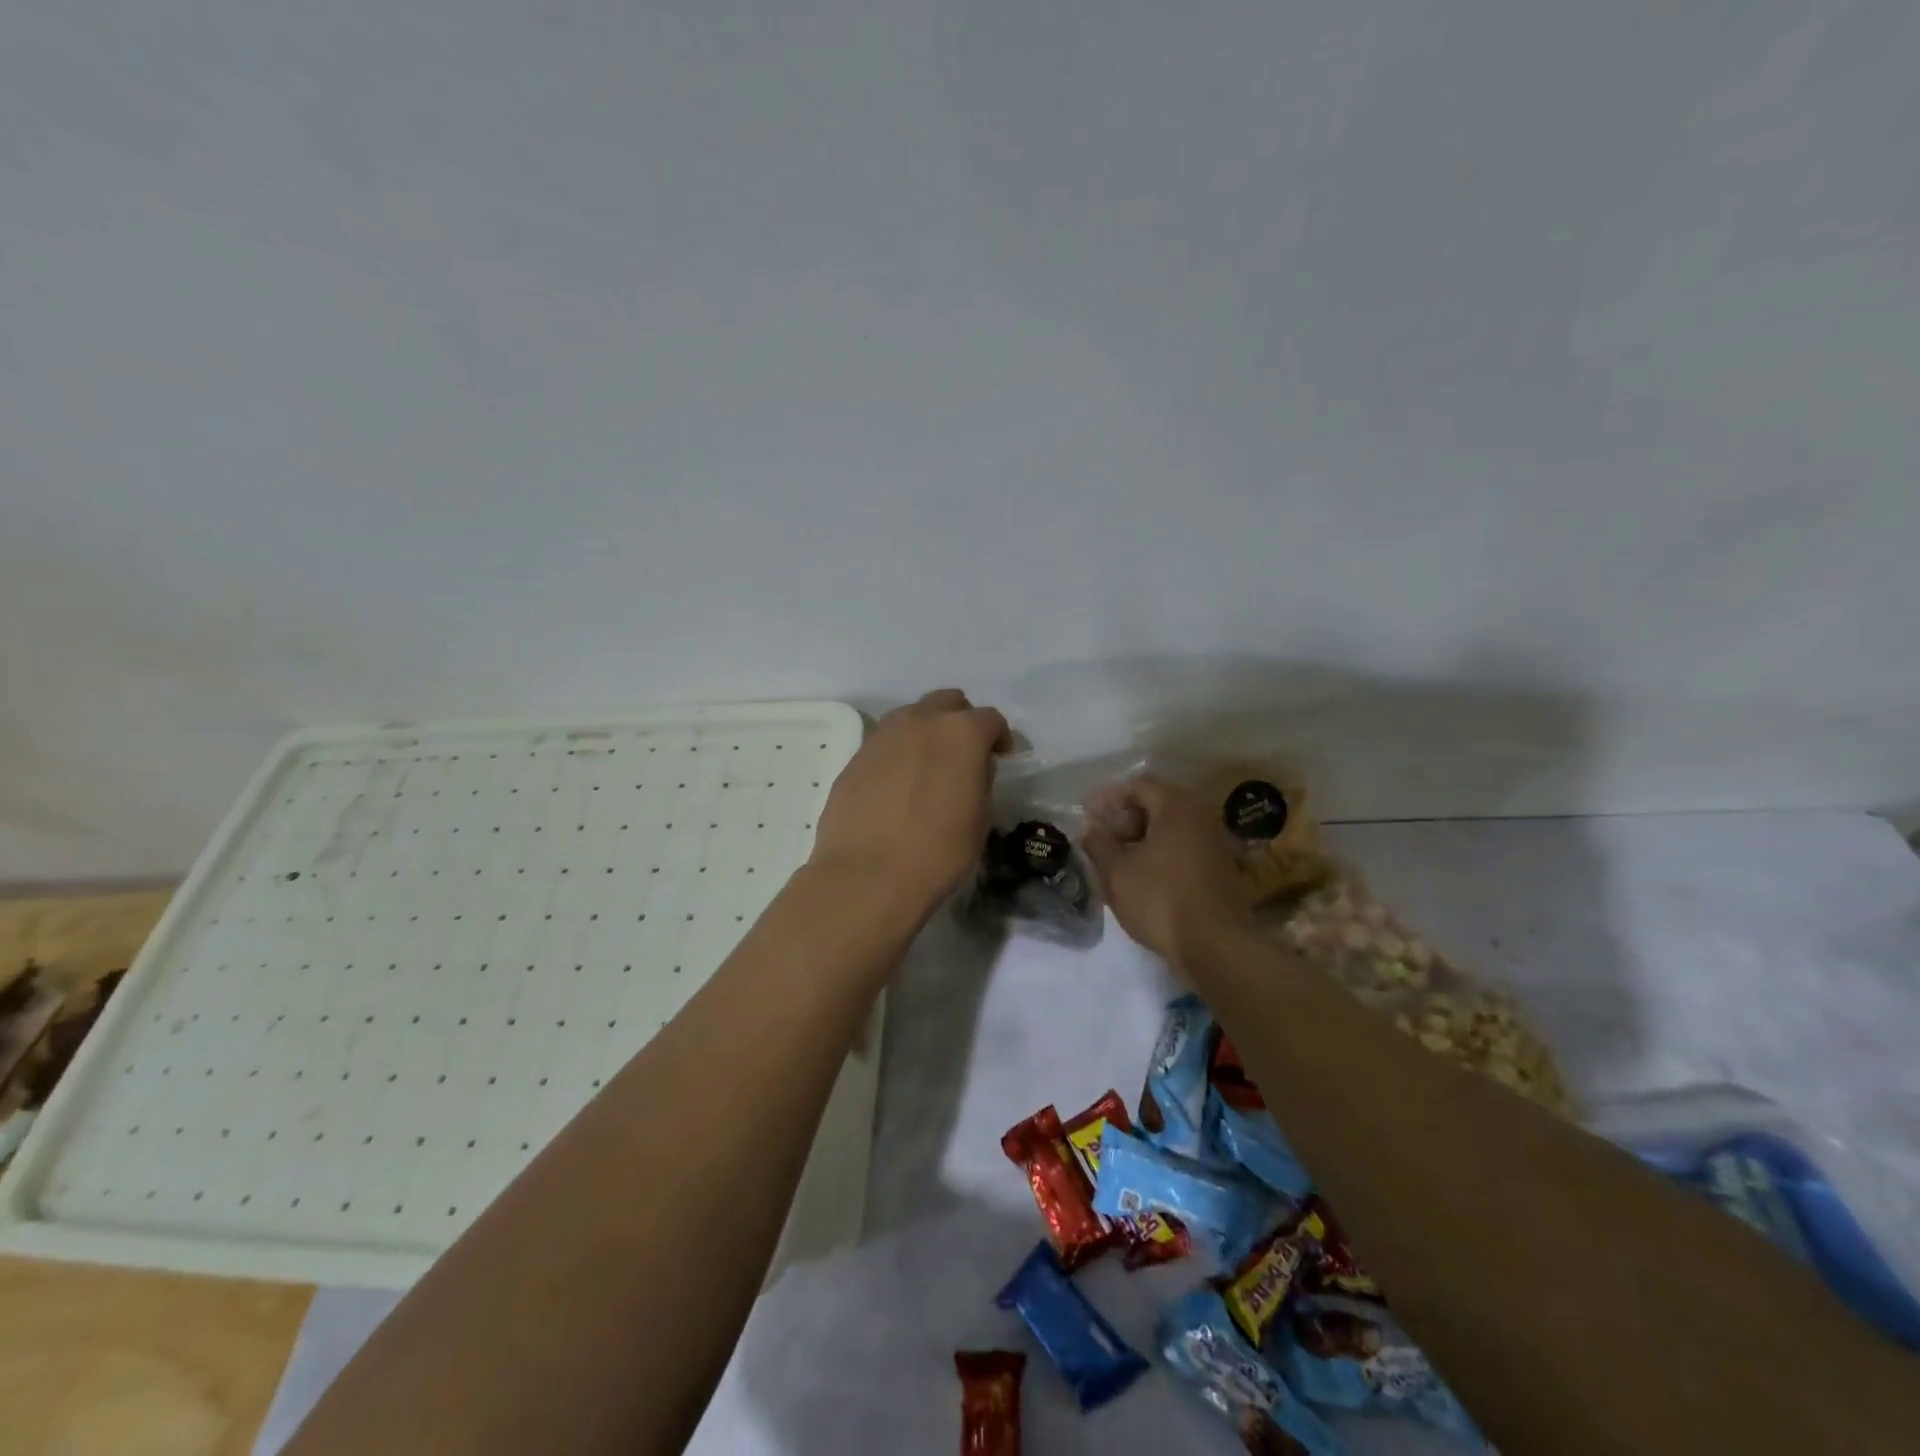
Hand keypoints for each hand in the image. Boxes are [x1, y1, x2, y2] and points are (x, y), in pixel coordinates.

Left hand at [810, 689, 1010, 920]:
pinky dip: (898, 753)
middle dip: (960, 720)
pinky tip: (898, 786)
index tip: (1001, 756)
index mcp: (961, 732)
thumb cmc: (938, 852)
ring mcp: (882, 735)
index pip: (990, 719)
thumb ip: (981, 780)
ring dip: (926, 732)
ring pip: (911, 717)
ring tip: (928, 767)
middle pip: (947, 702)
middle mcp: (920, 721)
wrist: (868, 875)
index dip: (999, 737)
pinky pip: (885, 743)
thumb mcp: (980, 820)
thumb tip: (974, 766)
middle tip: (964, 754)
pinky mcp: (855, 756)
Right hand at [1081, 776, 1251, 961]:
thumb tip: (1090, 829)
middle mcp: (1201, 817)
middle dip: (1126, 817)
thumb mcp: (1117, 871)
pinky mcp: (1222, 871)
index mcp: (1177, 807)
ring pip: (1172, 829)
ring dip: (1143, 838)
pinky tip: (1142, 875)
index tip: (1087, 811)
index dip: (1109, 796)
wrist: (1215, 946)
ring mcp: (1216, 844)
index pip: (1139, 786)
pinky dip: (1161, 854)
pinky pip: (1185, 849)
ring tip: (1117, 858)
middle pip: (1158, 805)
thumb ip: (1099, 844)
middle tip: (1101, 835)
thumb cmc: (1159, 899)